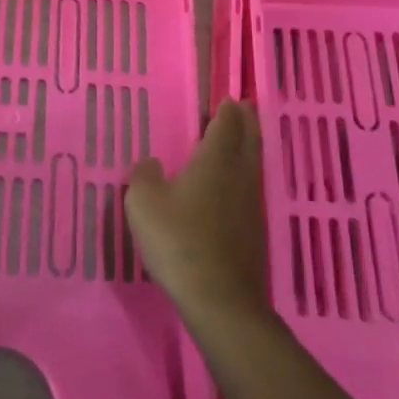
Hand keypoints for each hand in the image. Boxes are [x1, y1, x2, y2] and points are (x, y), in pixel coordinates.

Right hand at [125, 100, 269, 329]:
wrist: (220, 299)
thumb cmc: (179, 242)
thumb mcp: (144, 204)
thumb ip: (144, 177)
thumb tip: (151, 163)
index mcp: (215, 161)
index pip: (226, 126)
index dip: (228, 112)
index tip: (230, 99)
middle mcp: (239, 176)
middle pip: (249, 140)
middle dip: (247, 122)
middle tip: (246, 108)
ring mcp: (251, 205)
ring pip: (254, 165)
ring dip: (251, 147)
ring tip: (244, 139)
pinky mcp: (255, 232)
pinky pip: (251, 190)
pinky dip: (246, 177)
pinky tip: (236, 187)